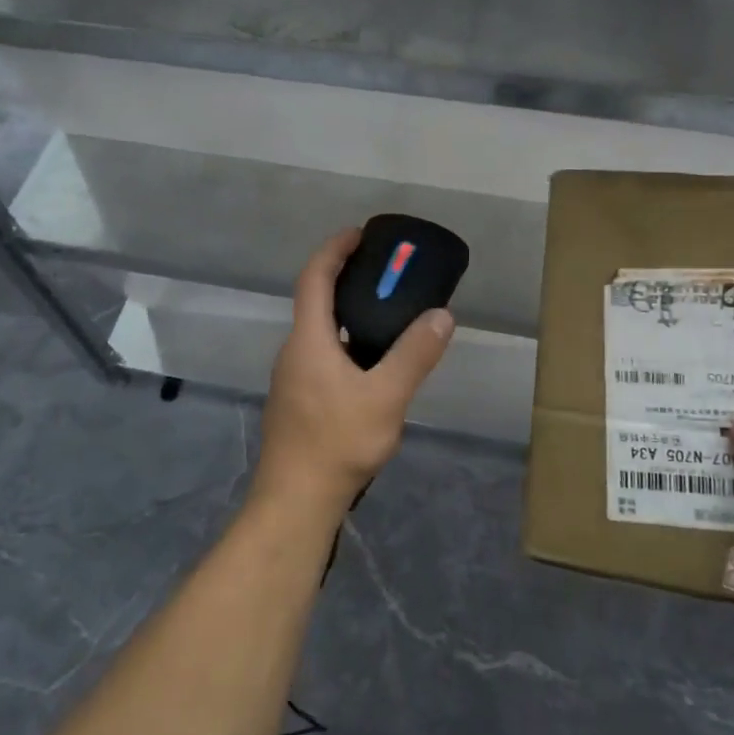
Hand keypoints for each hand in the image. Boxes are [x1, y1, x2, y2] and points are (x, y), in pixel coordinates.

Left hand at [253, 228, 455, 516]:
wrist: (295, 500)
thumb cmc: (337, 442)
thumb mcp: (387, 397)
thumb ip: (415, 354)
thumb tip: (441, 314)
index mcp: (309, 340)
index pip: (314, 278)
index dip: (334, 250)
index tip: (358, 234)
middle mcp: (294, 352)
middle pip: (315, 302)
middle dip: (345, 279)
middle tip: (384, 274)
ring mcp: (292, 379)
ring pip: (319, 333)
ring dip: (346, 314)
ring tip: (386, 316)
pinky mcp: (297, 402)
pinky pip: (321, 356)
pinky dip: (345, 343)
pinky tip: (371, 367)